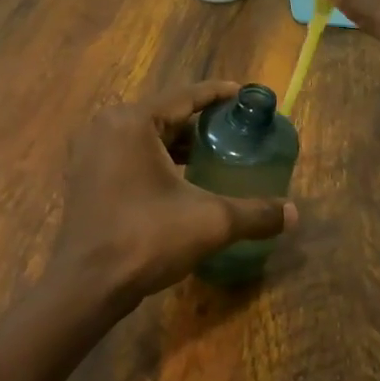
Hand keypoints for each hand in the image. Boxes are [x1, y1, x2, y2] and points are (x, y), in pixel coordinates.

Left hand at [49, 80, 295, 309]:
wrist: (86, 286)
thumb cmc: (146, 239)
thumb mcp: (210, 222)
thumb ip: (255, 213)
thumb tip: (295, 214)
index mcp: (133, 122)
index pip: (184, 96)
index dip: (217, 94)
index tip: (243, 94)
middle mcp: (106, 126)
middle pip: (164, 114)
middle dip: (199, 121)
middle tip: (233, 128)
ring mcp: (90, 151)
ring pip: (145, 136)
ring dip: (177, 142)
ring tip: (212, 153)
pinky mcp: (84, 176)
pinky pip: (128, 153)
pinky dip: (155, 158)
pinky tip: (180, 178)